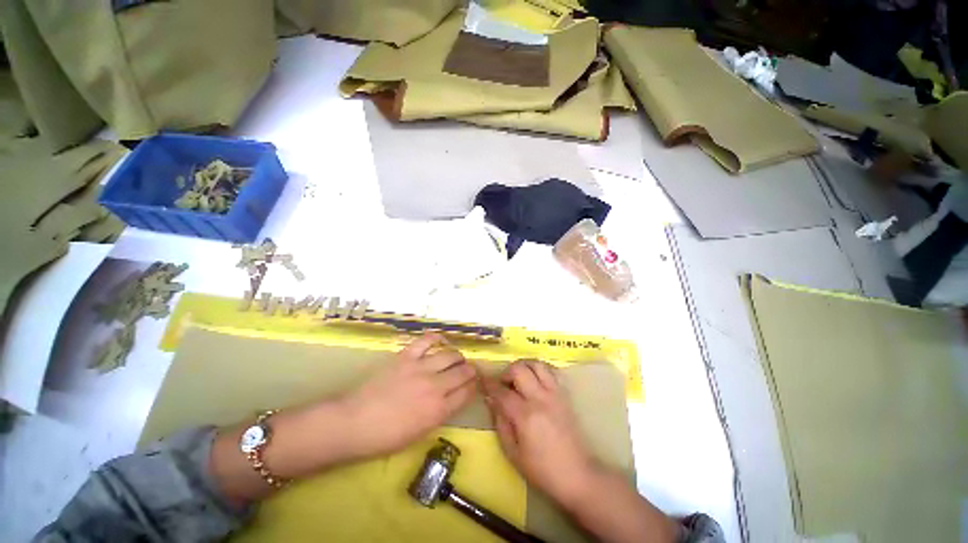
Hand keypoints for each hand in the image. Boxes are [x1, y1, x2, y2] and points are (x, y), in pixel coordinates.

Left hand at [341, 333, 477, 457]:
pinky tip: (441, 340)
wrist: (353, 423)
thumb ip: (440, 414)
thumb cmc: (385, 437)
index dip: (474, 386)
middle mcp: (435, 387)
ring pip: (450, 355)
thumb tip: (452, 399)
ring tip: (457, 358)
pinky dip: (436, 338)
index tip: (475, 383)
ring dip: (458, 356)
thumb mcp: (419, 433)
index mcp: (439, 410)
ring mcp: (421, 368)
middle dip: (471, 370)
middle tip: (470, 369)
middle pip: (463, 372)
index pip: (467, 393)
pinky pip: (426, 341)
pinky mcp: (406, 357)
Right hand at [483, 360, 597, 508]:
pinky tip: (534, 380)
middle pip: (519, 369)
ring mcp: (555, 394)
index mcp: (525, 416)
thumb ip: (500, 422)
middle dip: (506, 372)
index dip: (489, 384)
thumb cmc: (541, 469)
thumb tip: (491, 399)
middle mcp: (540, 398)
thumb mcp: (512, 452)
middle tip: (503, 384)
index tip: (482, 379)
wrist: (577, 474)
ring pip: (537, 364)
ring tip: (518, 378)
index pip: (502, 391)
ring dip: (524, 366)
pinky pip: (551, 371)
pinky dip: (539, 370)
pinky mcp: (564, 394)